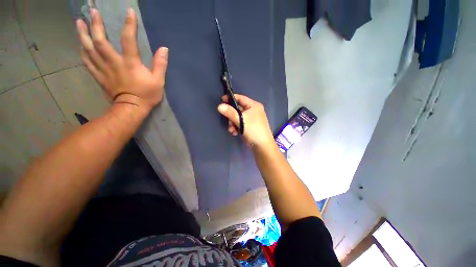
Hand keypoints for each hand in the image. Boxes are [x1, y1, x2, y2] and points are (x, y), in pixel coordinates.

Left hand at [76, 8, 167, 112]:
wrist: (132, 108)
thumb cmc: (147, 95)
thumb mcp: (159, 81)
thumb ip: (160, 64)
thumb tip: (164, 49)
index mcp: (130, 63)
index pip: (128, 39)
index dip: (129, 24)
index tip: (128, 11)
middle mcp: (113, 62)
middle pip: (100, 40)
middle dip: (96, 24)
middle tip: (92, 11)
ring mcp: (103, 69)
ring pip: (89, 49)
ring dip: (83, 34)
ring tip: (79, 22)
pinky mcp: (99, 76)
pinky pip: (87, 62)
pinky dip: (82, 52)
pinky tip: (80, 44)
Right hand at [218, 94, 274, 148]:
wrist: (262, 146)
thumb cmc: (253, 130)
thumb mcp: (241, 120)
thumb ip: (230, 112)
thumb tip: (219, 106)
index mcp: (253, 105)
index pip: (240, 98)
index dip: (230, 98)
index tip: (221, 100)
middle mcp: (253, 110)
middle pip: (238, 109)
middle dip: (231, 116)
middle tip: (229, 122)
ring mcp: (251, 119)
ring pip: (238, 117)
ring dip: (233, 123)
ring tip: (232, 130)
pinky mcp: (249, 126)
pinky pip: (240, 123)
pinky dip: (236, 127)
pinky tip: (235, 133)